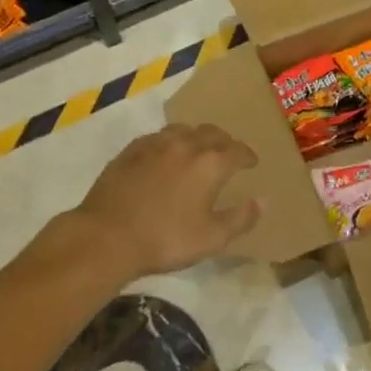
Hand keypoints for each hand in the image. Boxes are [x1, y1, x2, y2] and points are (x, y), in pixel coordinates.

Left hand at [68, 124, 260, 278]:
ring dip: (196, 137)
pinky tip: (165, 155)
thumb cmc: (165, 239)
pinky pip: (158, 137)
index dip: (248, 155)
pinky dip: (169, 143)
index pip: (238, 150)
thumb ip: (241, 218)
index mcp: (211, 163)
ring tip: (197, 150)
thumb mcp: (211, 238)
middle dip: (225, 141)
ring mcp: (156, 144)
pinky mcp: (132, 150)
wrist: (106, 237)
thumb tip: (263, 200)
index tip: (252, 162)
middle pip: (213, 133)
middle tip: (228, 153)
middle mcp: (187, 144)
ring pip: (184, 130)